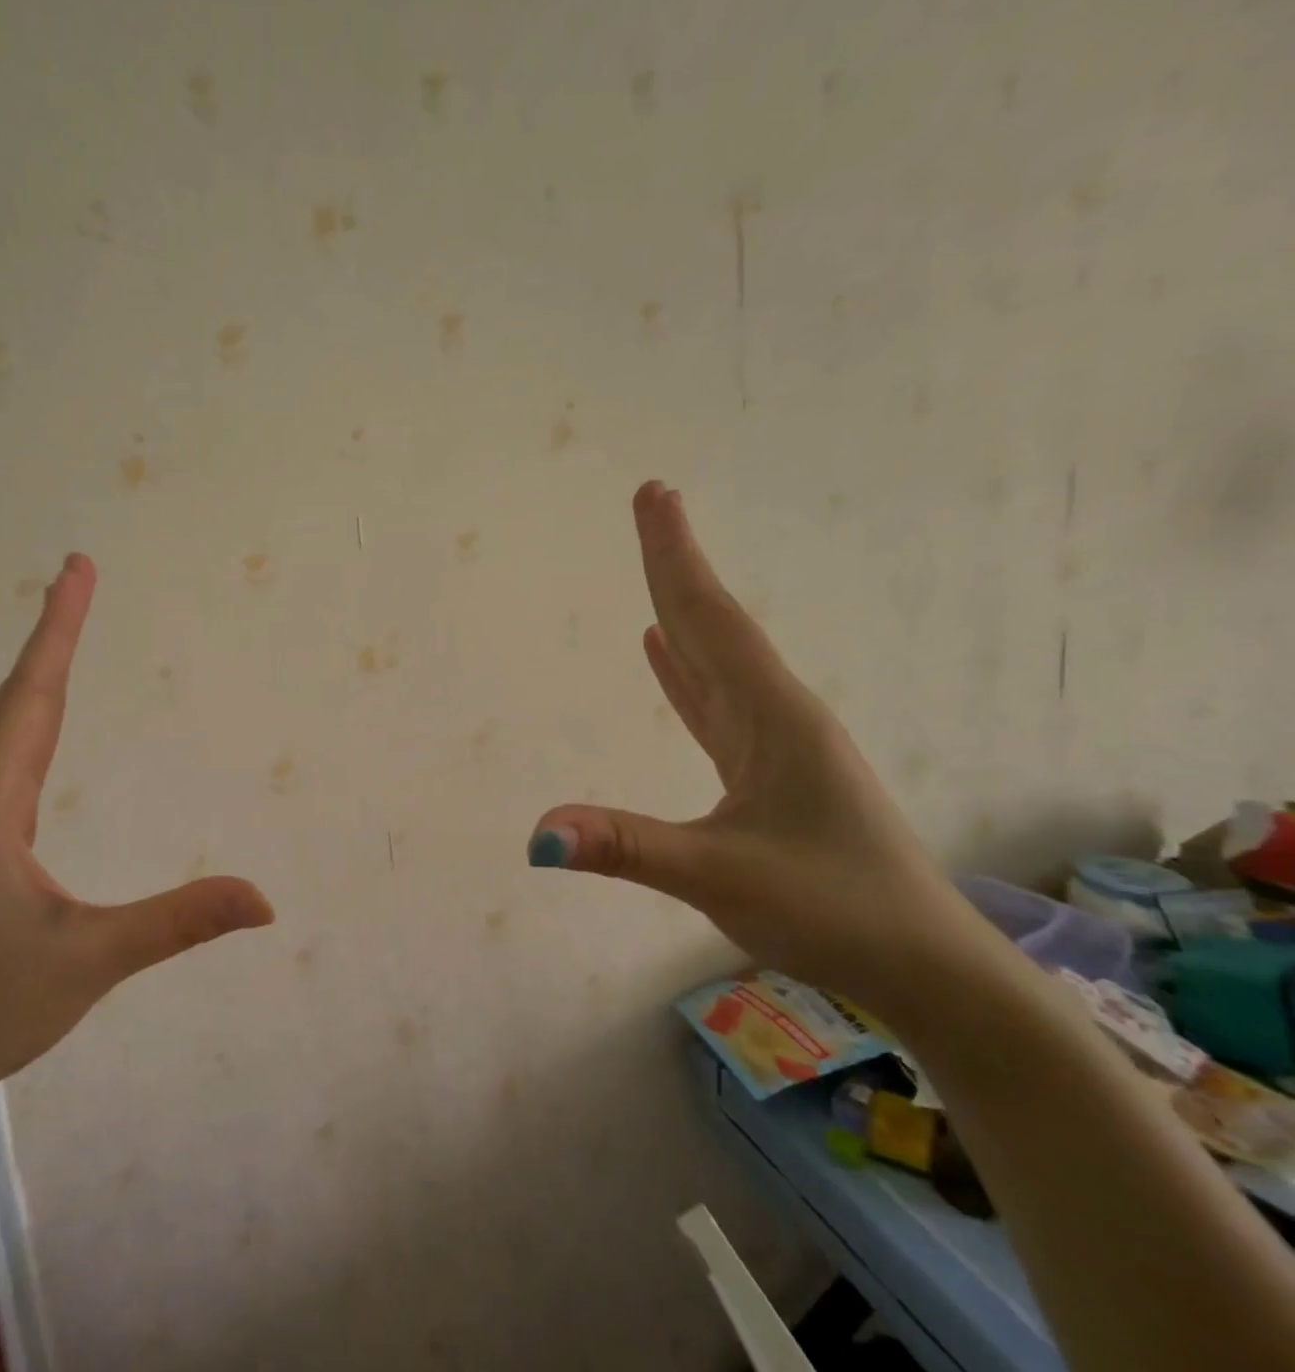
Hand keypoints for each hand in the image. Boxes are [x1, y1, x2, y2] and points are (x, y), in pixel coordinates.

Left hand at [0, 554, 273, 1108]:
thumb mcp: (90, 959)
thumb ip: (177, 922)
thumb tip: (264, 899)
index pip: (35, 697)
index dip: (58, 629)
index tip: (77, 568)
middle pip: (22, 698)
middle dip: (54, 632)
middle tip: (79, 575)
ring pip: (11, 726)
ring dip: (42, 671)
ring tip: (69, 628)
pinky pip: (12, 758)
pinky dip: (37, 717)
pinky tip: (48, 724)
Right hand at [528, 483, 990, 1021]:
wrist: (925, 969)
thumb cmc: (833, 911)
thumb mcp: (721, 877)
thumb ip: (627, 847)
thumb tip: (537, 833)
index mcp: (771, 716)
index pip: (709, 618)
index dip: (675, 556)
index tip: (654, 495)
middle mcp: (774, 713)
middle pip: (712, 622)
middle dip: (676, 563)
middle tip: (653, 503)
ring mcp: (773, 741)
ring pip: (715, 657)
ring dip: (682, 608)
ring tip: (656, 566)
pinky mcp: (767, 770)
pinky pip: (714, 702)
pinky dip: (685, 670)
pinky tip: (665, 653)